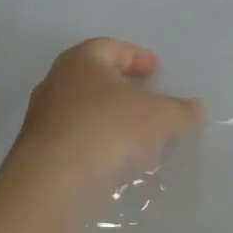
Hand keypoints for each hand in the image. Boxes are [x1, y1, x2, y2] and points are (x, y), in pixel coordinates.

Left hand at [4, 39, 202, 228]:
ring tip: (138, 137)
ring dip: (111, 120)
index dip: (139, 57)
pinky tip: (116, 162)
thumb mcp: (161, 117)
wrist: (52, 185)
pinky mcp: (38, 153)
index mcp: (81, 60)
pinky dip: (97, 145)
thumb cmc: (108, 130)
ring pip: (85, 111)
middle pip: (96, 79)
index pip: (113, 47)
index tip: (158, 73)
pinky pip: (76, 140)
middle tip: (150, 102)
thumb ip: (181, 110)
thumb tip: (194, 109)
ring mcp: (43, 119)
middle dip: (124, 89)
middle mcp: (56, 82)